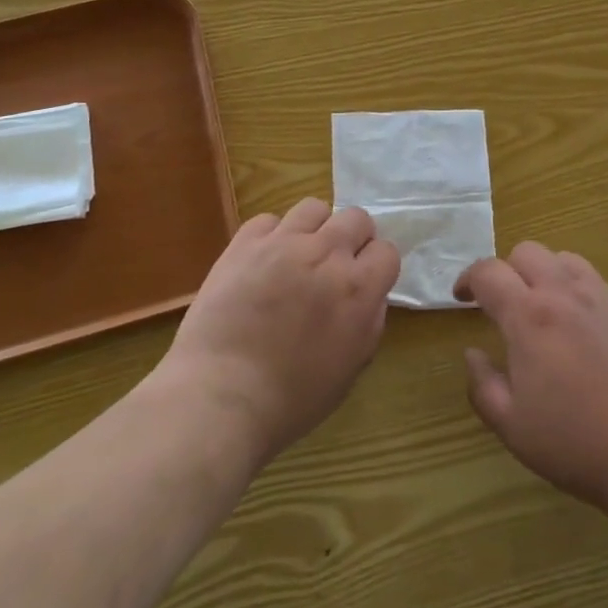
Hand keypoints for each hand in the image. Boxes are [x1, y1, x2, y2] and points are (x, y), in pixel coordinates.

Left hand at [157, 199, 399, 468]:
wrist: (220, 396)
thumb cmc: (292, 399)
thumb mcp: (350, 369)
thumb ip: (369, 324)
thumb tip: (370, 297)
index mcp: (358, 288)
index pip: (387, 251)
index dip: (377, 267)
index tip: (365, 283)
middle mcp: (326, 254)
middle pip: (356, 218)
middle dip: (353, 239)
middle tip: (335, 267)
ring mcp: (283, 243)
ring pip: (314, 208)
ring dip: (315, 229)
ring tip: (300, 256)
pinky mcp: (244, 244)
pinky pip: (268, 220)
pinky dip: (271, 236)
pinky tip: (263, 262)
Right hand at [458, 243, 607, 516]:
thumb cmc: (579, 445)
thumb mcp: (513, 427)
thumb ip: (483, 385)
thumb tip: (472, 353)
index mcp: (530, 316)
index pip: (488, 272)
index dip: (468, 279)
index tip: (462, 297)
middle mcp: (567, 293)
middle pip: (527, 252)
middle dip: (507, 271)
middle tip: (503, 305)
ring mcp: (607, 298)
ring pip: (566, 260)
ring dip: (545, 274)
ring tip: (545, 309)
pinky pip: (598, 284)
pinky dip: (579, 294)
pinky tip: (586, 333)